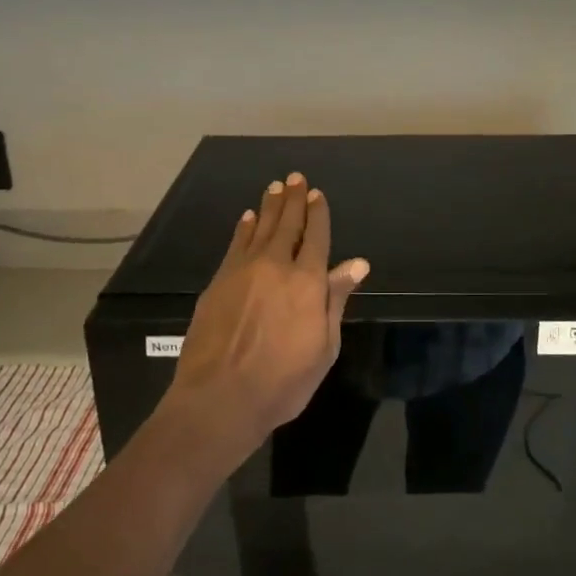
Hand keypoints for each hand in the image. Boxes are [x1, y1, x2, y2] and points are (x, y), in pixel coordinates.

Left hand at [162, 173, 369, 466]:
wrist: (219, 398)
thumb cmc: (283, 381)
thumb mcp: (324, 347)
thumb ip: (336, 299)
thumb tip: (356, 263)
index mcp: (308, 282)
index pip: (316, 237)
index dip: (318, 214)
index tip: (317, 194)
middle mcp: (276, 266)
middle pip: (287, 225)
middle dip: (294, 200)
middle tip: (295, 178)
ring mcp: (243, 271)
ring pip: (260, 228)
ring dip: (270, 206)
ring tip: (275, 187)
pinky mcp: (219, 281)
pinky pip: (236, 244)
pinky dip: (244, 228)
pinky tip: (248, 217)